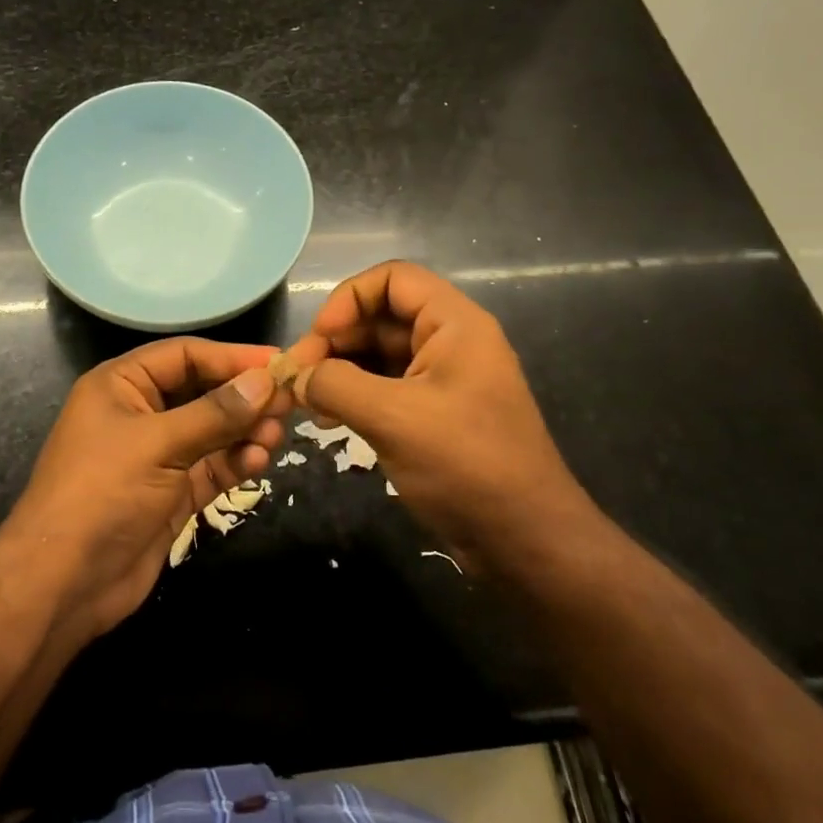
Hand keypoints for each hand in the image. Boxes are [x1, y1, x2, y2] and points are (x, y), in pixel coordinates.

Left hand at [2, 339, 289, 643]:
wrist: (62, 585)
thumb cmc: (102, 493)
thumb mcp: (158, 444)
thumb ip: (215, 412)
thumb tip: (266, 380)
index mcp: (122, 385)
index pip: (185, 356)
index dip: (231, 358)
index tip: (279, 363)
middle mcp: (140, 413)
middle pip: (202, 391)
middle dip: (243, 397)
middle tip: (289, 401)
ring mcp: (156, 456)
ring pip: (212, 431)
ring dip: (244, 431)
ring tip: (275, 436)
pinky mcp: (171, 493)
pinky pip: (211, 467)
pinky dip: (235, 462)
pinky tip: (257, 461)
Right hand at [283, 260, 601, 567]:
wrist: (526, 543)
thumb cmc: (466, 465)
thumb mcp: (393, 418)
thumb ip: (336, 385)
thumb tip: (297, 376)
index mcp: (454, 324)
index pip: (392, 279)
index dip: (349, 299)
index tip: (320, 338)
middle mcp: (449, 341)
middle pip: (380, 316)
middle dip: (335, 340)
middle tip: (298, 377)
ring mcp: (443, 379)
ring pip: (379, 354)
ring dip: (340, 370)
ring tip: (307, 402)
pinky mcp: (435, 414)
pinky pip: (386, 387)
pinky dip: (354, 396)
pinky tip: (329, 420)